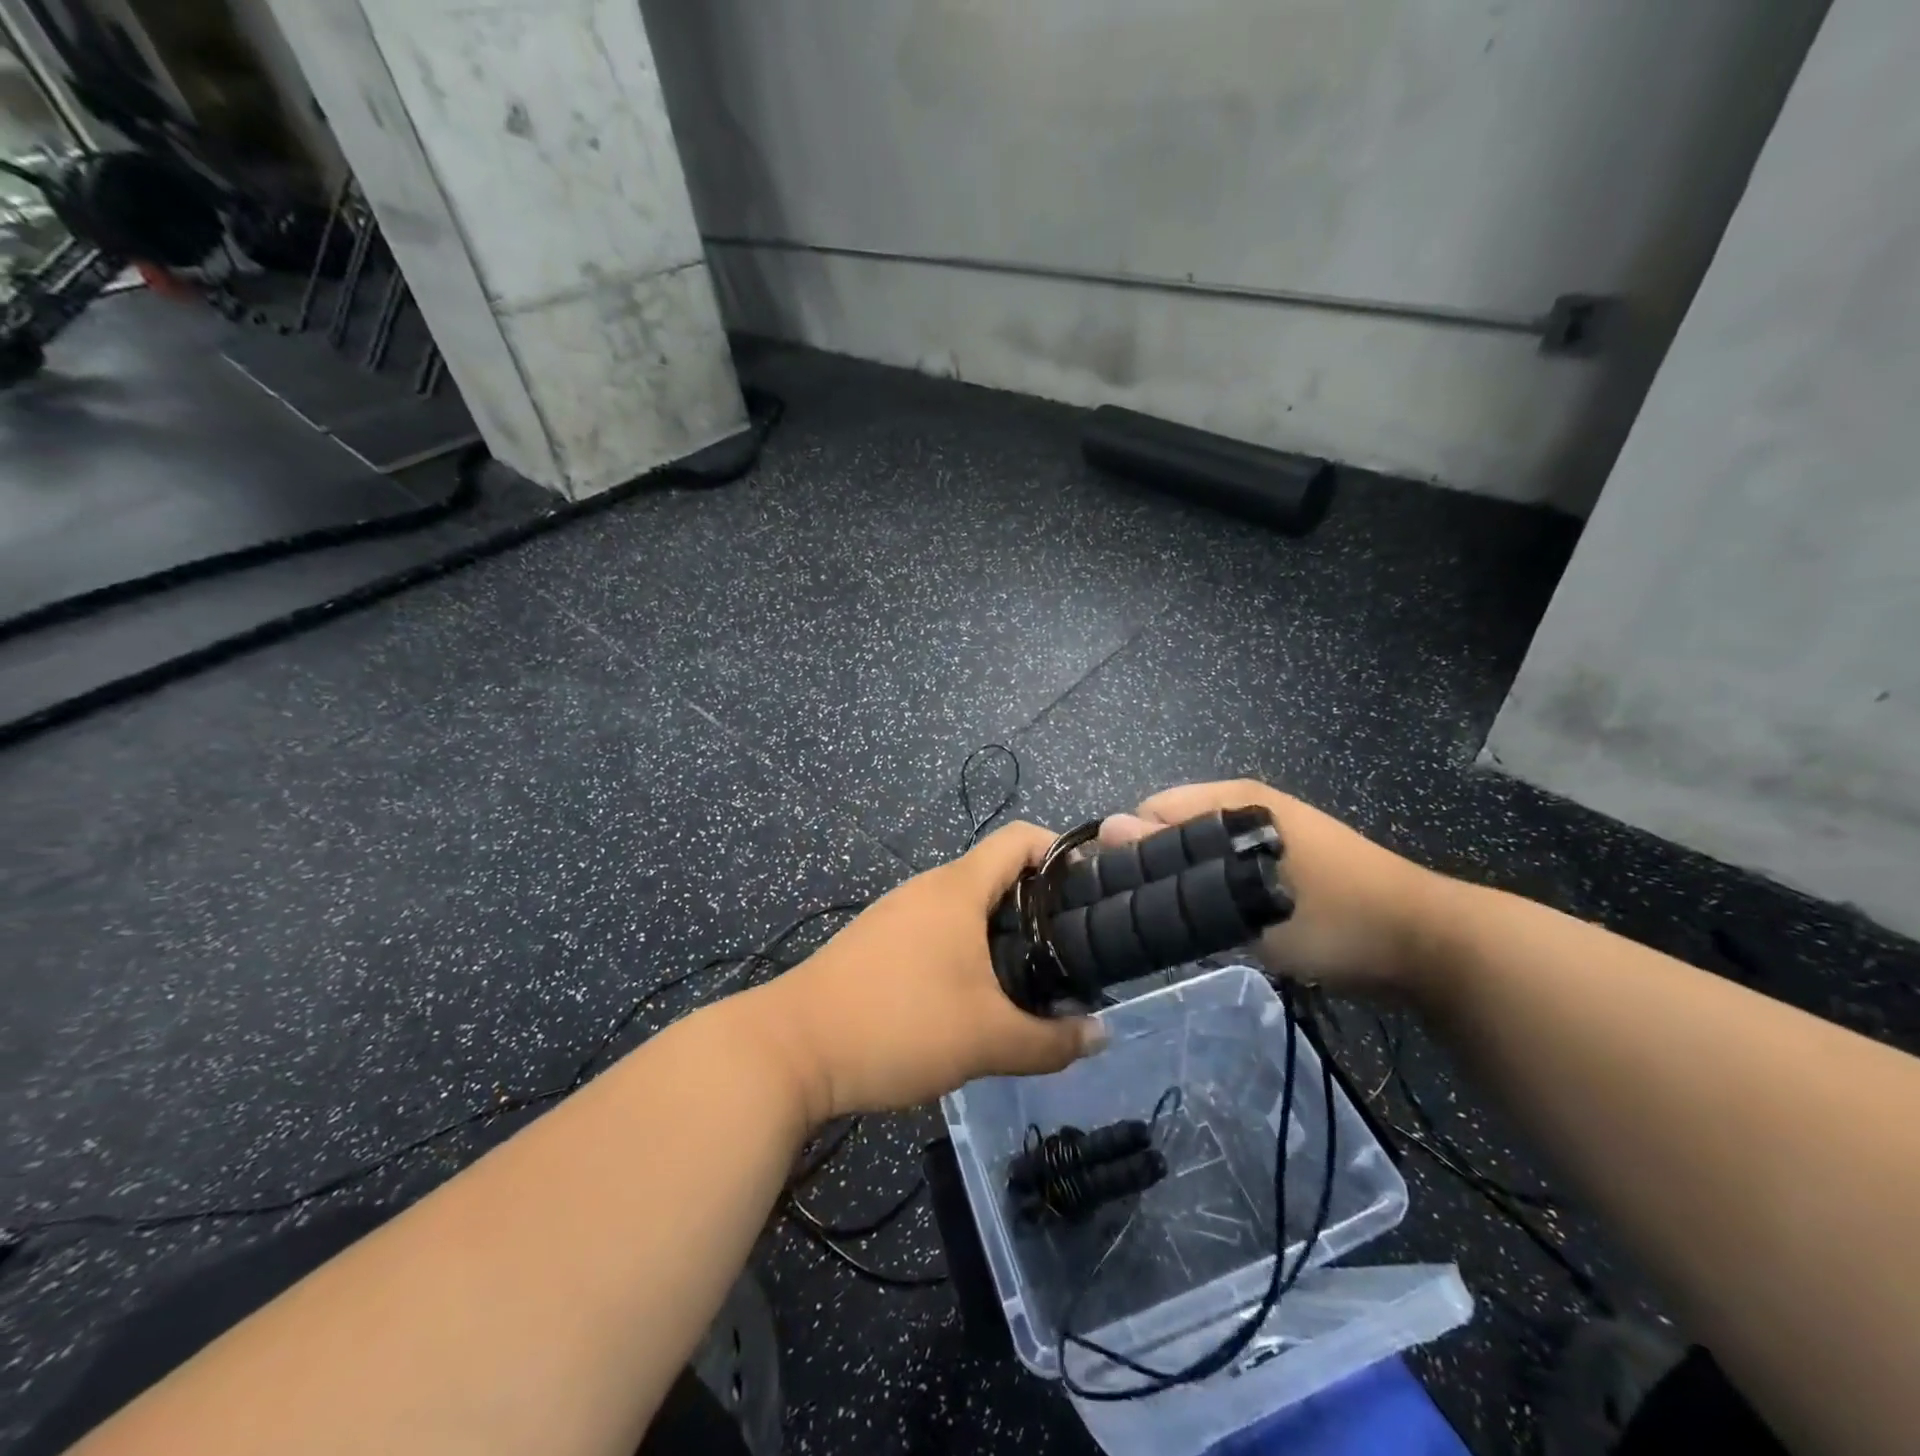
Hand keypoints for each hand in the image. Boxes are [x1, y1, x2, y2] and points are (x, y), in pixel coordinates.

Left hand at [744, 823, 1105, 1122]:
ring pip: (965, 906)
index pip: (1020, 839)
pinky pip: (937, 929)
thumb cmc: (898, 1025)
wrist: (791, 1048)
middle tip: (1072, 948)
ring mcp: (897, 913)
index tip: (1093, 891)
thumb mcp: (987, 1041)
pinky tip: (974, 995)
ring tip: (1032, 976)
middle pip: (996, 873)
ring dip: (1001, 930)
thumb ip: (1051, 1042)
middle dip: (1039, 903)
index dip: (1061, 852)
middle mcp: (927, 888)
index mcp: (957, 889)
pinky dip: (967, 948)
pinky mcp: (877, 941)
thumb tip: (1100, 1036)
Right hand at [1101, 780, 1447, 995]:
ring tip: (1181, 925)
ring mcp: (1266, 834)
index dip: (1131, 848)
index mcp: (1235, 798)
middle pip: (1173, 831)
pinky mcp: (1281, 862)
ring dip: (1185, 884)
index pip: (1151, 809)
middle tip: (1152, 916)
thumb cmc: (1334, 917)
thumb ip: (1172, 861)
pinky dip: (1212, 893)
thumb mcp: (1244, 892)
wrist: (1428, 947)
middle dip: (1155, 868)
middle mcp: (1245, 806)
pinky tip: (1216, 925)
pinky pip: (1225, 870)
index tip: (1122, 894)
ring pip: (1198, 855)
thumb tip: (1105, 828)